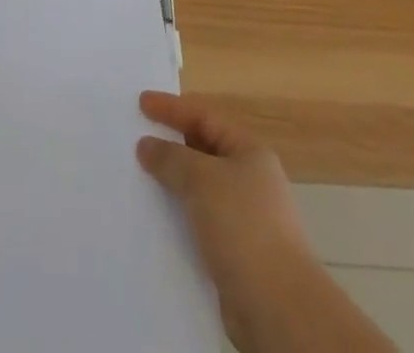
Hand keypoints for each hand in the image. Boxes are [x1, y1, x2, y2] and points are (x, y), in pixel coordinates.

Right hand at [137, 92, 322, 347]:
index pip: (204, 117)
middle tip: (135, 139)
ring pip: (198, 190)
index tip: (140, 103)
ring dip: (171, 185)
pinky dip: (178, 218)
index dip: (171, 108)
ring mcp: (243, 219)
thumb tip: (147, 145)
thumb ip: (171, 158)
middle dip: (170, 145)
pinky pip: (198, 223)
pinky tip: (155, 222)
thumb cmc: (243, 227)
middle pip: (202, 151)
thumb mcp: (202, 179)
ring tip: (138, 180)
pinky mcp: (235, 254)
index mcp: (249, 152)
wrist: (278, 309)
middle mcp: (249, 180)